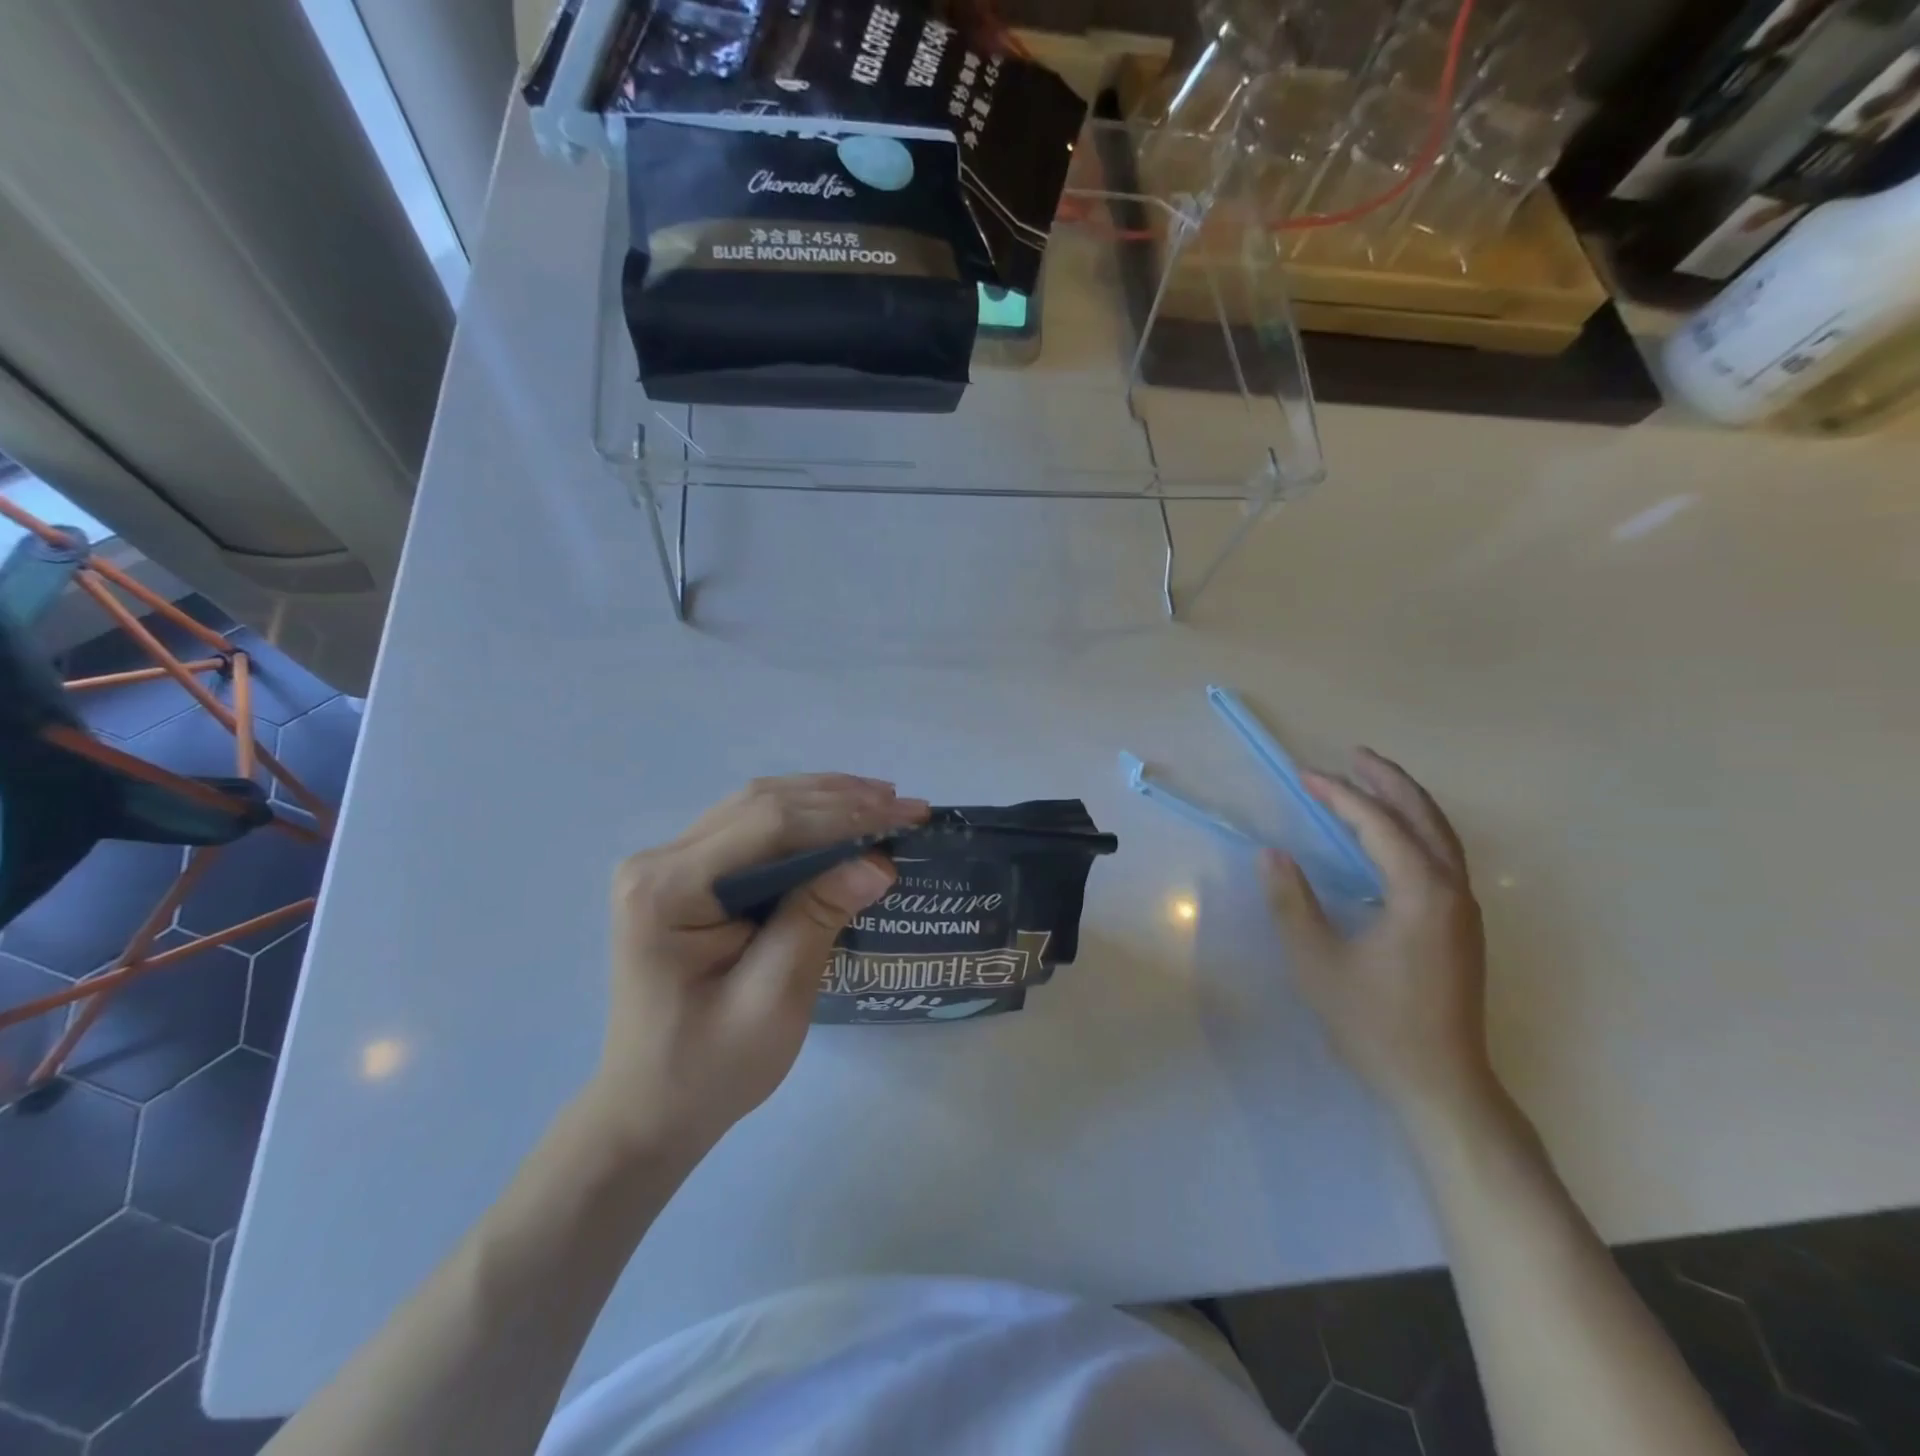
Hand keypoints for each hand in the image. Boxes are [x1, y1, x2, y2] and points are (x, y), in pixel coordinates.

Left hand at [591, 774, 928, 1156]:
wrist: (651, 1109)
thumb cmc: (710, 1068)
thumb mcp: (772, 1000)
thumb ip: (817, 919)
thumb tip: (876, 862)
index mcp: (667, 889)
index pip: (769, 826)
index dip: (844, 815)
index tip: (906, 815)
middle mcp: (660, 861)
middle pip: (762, 805)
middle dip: (841, 800)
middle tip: (906, 805)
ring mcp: (669, 864)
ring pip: (757, 807)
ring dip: (824, 801)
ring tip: (884, 802)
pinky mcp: (685, 875)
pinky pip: (751, 830)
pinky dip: (803, 821)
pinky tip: (841, 819)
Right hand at [1261, 748, 1497, 1129]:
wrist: (1439, 1084)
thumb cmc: (1374, 1022)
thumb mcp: (1317, 961)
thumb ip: (1292, 902)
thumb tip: (1273, 854)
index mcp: (1421, 893)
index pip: (1378, 825)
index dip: (1339, 796)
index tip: (1304, 776)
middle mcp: (1452, 891)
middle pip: (1424, 818)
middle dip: (1388, 782)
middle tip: (1353, 756)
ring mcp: (1463, 910)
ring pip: (1440, 837)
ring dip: (1406, 804)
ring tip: (1372, 782)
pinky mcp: (1461, 928)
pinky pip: (1441, 859)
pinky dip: (1415, 832)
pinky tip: (1389, 840)